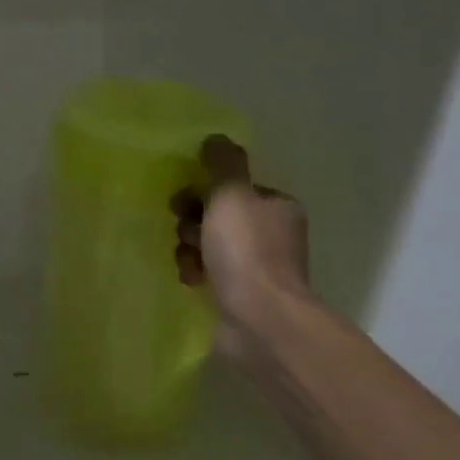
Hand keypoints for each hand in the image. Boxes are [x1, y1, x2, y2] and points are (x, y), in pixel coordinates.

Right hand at [172, 135, 314, 369]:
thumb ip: (222, 164)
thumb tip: (215, 138)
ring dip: (190, 247)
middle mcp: (272, 235)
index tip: (186, 198)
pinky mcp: (241, 296)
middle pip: (219, 215)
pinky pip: (209, 272)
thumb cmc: (246, 251)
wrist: (260, 320)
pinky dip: (196, 271)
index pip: (234, 188)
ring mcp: (258, 268)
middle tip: (183, 228)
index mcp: (276, 208)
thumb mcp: (231, 195)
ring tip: (187, 258)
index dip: (206, 190)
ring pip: (210, 244)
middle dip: (194, 220)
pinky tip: (190, 278)